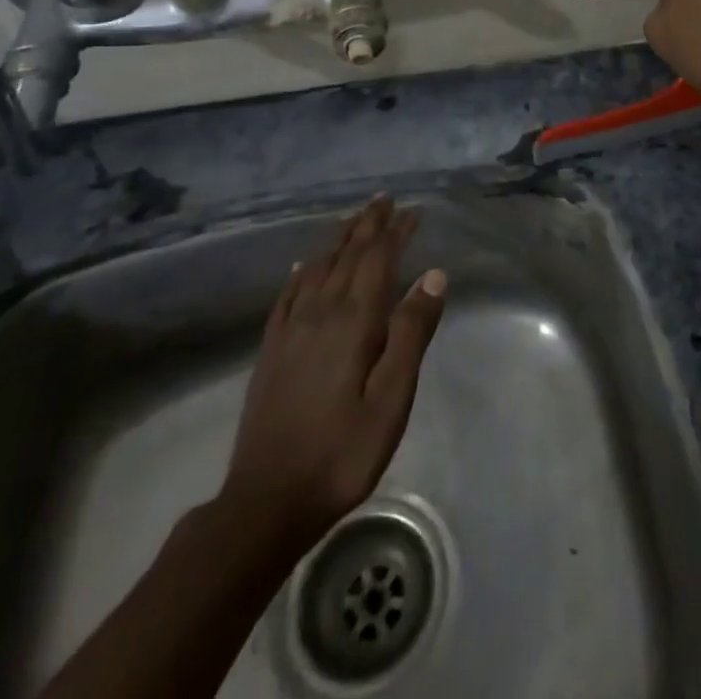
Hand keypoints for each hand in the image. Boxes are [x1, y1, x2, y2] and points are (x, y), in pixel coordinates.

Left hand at [219, 195, 447, 547]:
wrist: (266, 502)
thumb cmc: (342, 452)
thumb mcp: (392, 400)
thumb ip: (412, 333)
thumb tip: (434, 275)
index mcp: (354, 321)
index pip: (379, 260)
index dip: (397, 232)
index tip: (414, 211)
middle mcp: (320, 313)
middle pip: (347, 255)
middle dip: (368, 225)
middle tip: (384, 199)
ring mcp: (290, 330)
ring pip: (317, 268)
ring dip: (338, 239)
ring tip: (353, 219)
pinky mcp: (271, 350)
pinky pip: (287, 295)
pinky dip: (301, 272)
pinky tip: (303, 265)